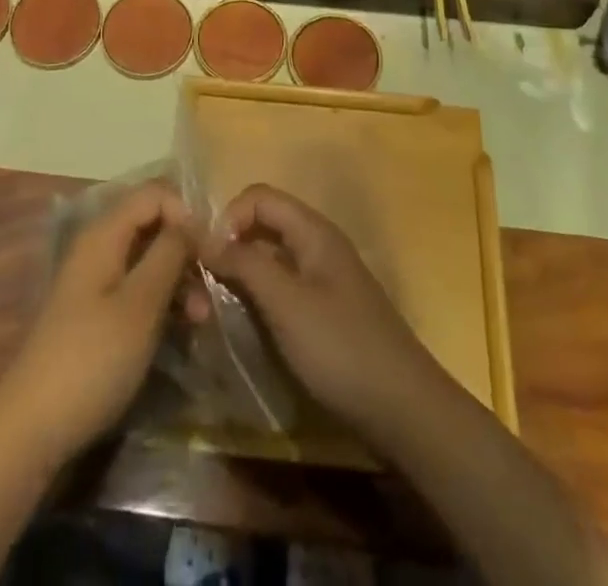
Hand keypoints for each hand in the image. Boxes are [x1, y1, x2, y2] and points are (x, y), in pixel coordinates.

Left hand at [0, 181, 192, 465]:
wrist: (32, 429)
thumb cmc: (92, 359)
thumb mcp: (141, 304)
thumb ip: (169, 252)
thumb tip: (193, 219)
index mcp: (104, 233)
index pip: (154, 193)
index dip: (185, 212)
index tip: (209, 249)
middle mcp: (99, 246)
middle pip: (152, 224)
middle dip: (186, 250)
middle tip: (212, 287)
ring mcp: (96, 280)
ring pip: (148, 258)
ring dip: (179, 280)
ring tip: (201, 319)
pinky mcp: (97, 312)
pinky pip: (138, 287)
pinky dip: (162, 300)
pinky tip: (182, 329)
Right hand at [206, 184, 451, 443]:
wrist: (403, 410)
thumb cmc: (341, 348)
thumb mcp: (286, 304)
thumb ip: (244, 264)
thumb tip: (203, 236)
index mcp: (313, 231)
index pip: (259, 197)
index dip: (229, 217)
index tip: (207, 257)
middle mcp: (318, 244)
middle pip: (265, 223)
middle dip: (232, 243)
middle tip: (205, 282)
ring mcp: (324, 277)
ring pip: (272, 256)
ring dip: (243, 271)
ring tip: (218, 304)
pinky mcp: (325, 309)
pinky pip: (283, 285)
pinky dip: (261, 294)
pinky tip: (248, 322)